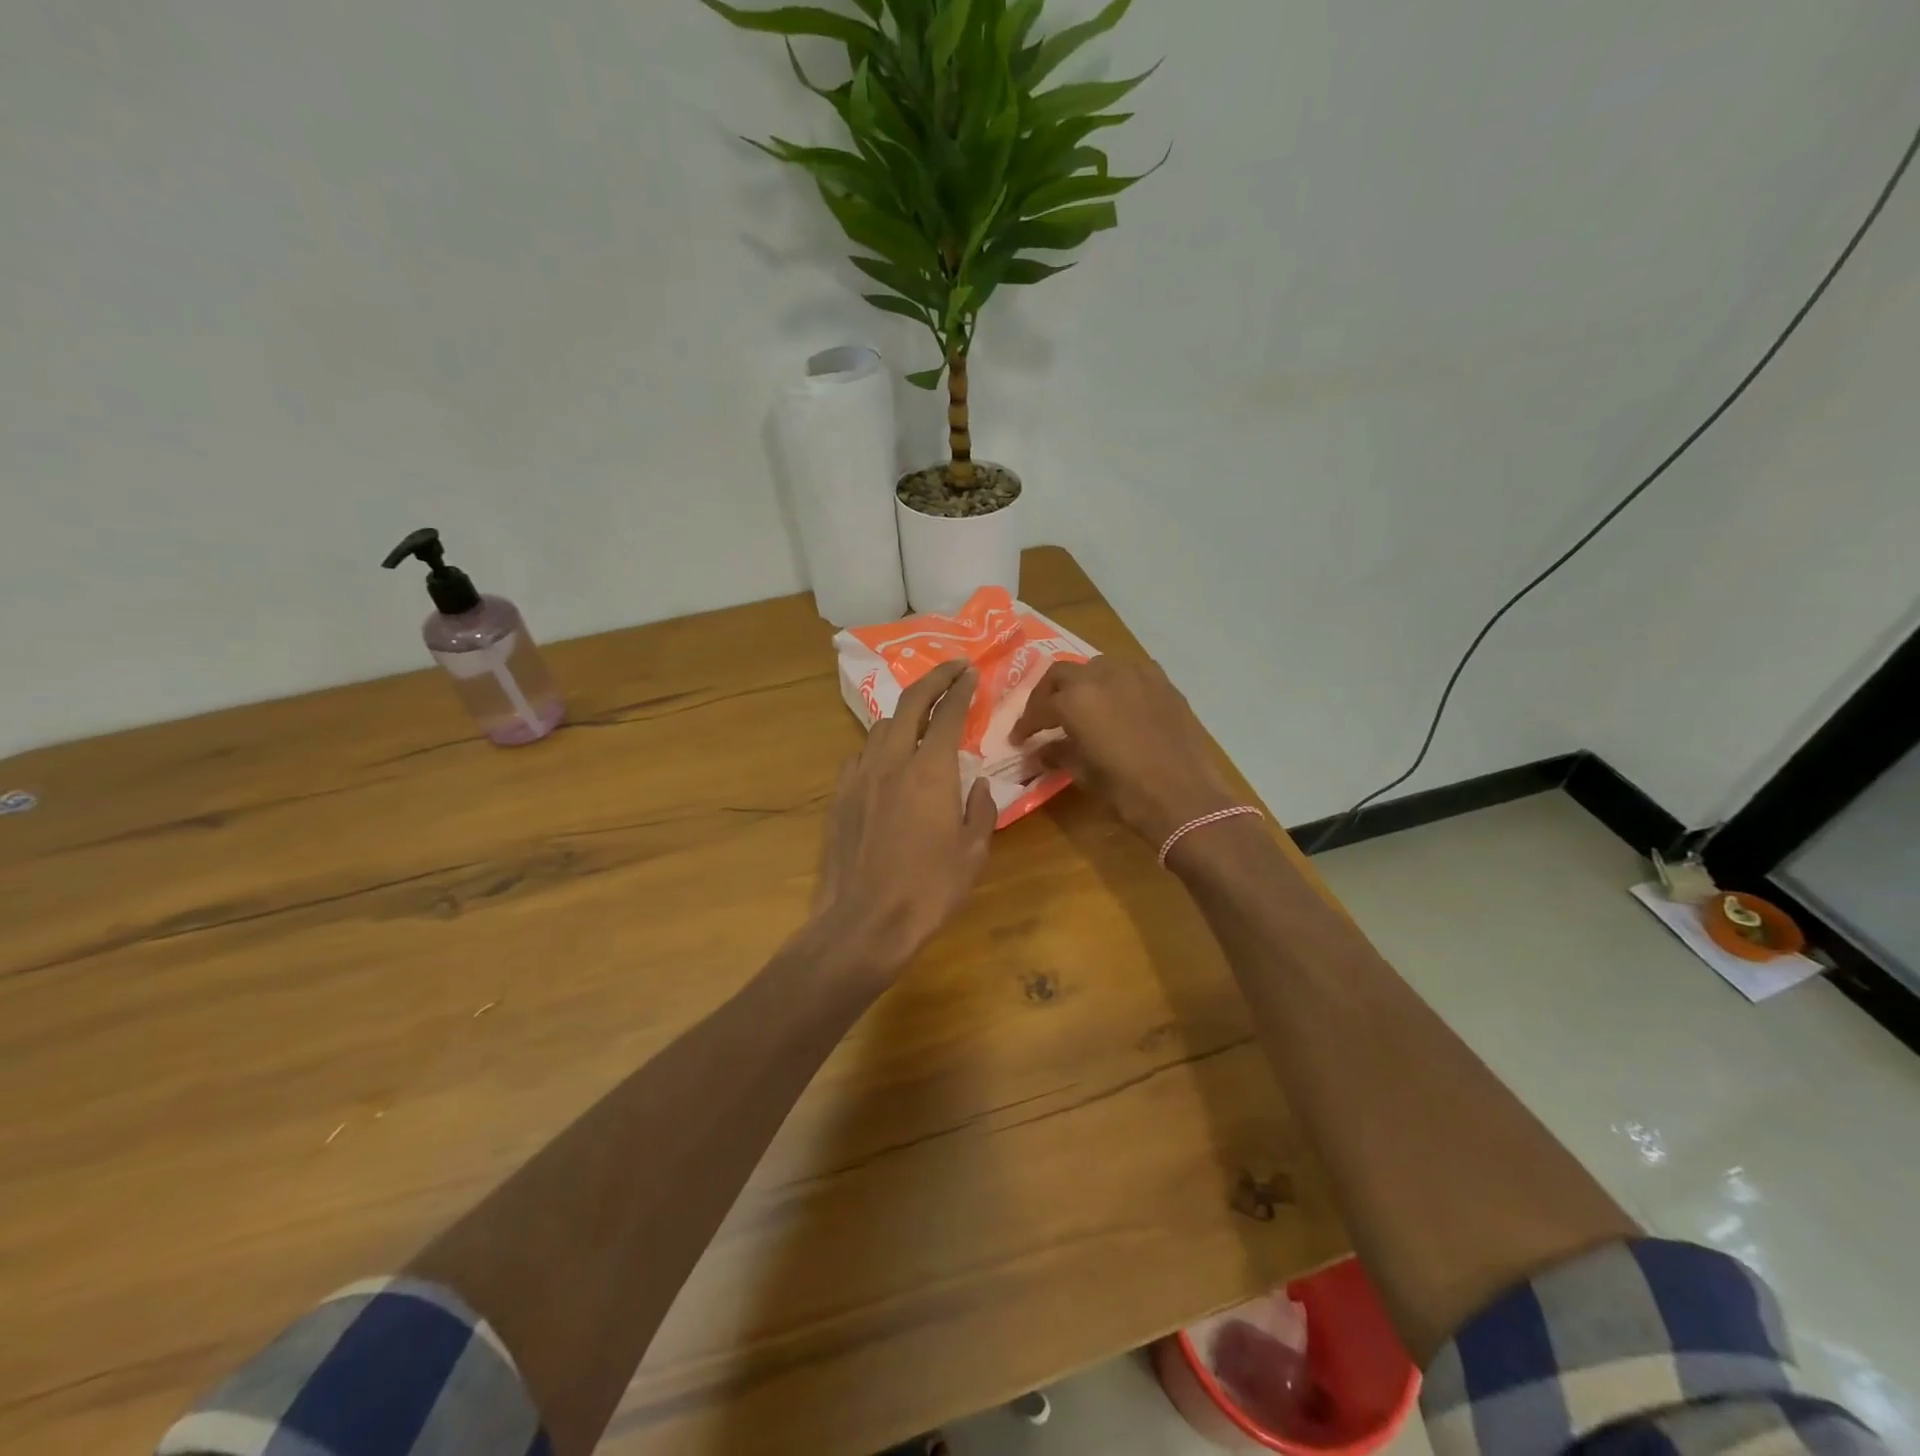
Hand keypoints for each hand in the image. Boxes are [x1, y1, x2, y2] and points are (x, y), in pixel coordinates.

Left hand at [813, 659, 997, 976]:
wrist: (865, 921)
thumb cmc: (929, 889)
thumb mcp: (973, 852)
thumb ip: (979, 809)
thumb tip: (976, 784)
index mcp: (930, 771)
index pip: (949, 714)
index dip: (961, 689)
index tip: (971, 672)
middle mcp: (892, 761)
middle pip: (910, 704)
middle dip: (933, 679)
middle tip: (951, 669)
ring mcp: (860, 776)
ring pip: (881, 727)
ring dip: (904, 714)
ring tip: (920, 718)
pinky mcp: (839, 796)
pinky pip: (860, 756)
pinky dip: (878, 747)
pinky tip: (886, 761)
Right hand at [1012, 656, 1244, 847]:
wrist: (1184, 797)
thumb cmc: (1126, 790)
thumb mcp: (1083, 773)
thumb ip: (1057, 754)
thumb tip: (1039, 751)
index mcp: (1076, 699)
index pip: (1040, 706)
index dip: (1026, 723)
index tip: (1019, 739)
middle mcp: (1102, 676)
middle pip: (1063, 674)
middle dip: (1048, 694)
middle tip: (1043, 717)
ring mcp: (1136, 674)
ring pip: (1097, 667)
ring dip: (1082, 683)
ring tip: (1080, 706)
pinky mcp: (1162, 682)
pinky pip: (1130, 672)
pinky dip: (1115, 683)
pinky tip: (1116, 703)